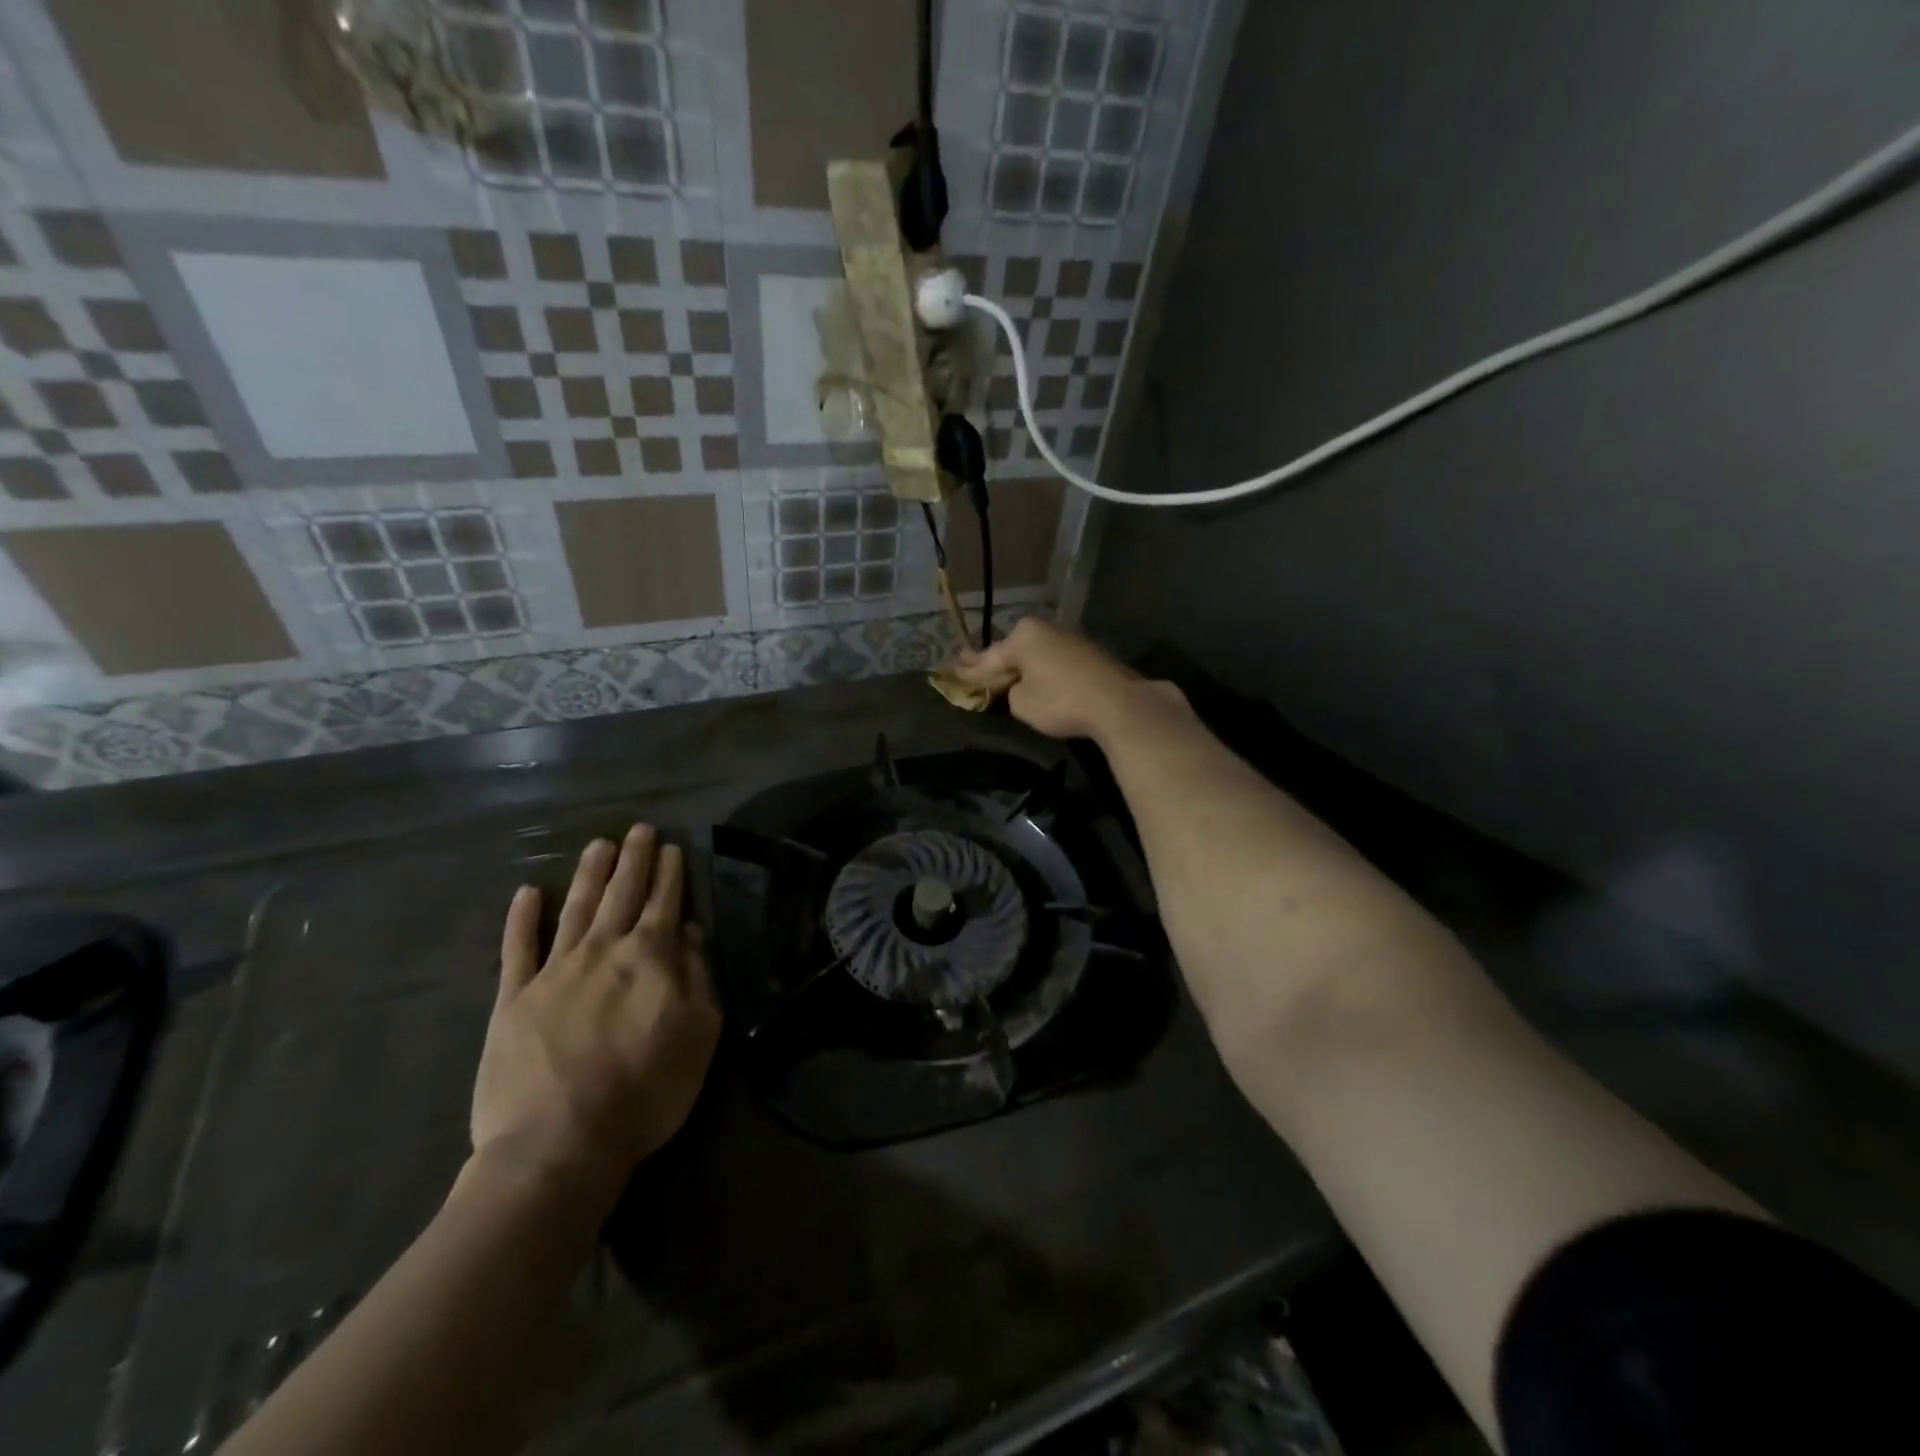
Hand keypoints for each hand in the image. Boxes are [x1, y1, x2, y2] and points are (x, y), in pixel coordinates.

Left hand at [472, 825, 720, 1196]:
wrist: (557, 1145)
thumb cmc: (645, 1091)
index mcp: (649, 958)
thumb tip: (689, 932)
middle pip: (621, 894)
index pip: (663, 903)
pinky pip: (518, 949)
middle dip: (633, 859)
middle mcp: (602, 951)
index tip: (672, 846)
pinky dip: (522, 919)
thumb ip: (697, 976)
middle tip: (638, 828)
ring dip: (590, 874)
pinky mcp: (512, 1000)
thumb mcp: (699, 1034)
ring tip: (599, 844)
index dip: (669, 873)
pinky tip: (528, 893)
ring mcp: (553, 972)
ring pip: (577, 909)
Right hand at [952, 618, 1180, 741]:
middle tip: (969, 666)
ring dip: (1021, 666)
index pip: (989, 657)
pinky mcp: (1088, 654)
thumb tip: (1015, 686)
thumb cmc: (1061, 701)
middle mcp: (1045, 629)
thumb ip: (1009, 691)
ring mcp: (1069, 639)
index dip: (970, 671)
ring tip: (1001, 675)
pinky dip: (1042, 670)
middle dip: (995, 662)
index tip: (949, 671)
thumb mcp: (1021, 702)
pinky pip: (1053, 661)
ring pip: (1035, 654)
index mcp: (1023, 635)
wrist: (1118, 704)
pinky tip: (1035, 677)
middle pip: (1013, 650)